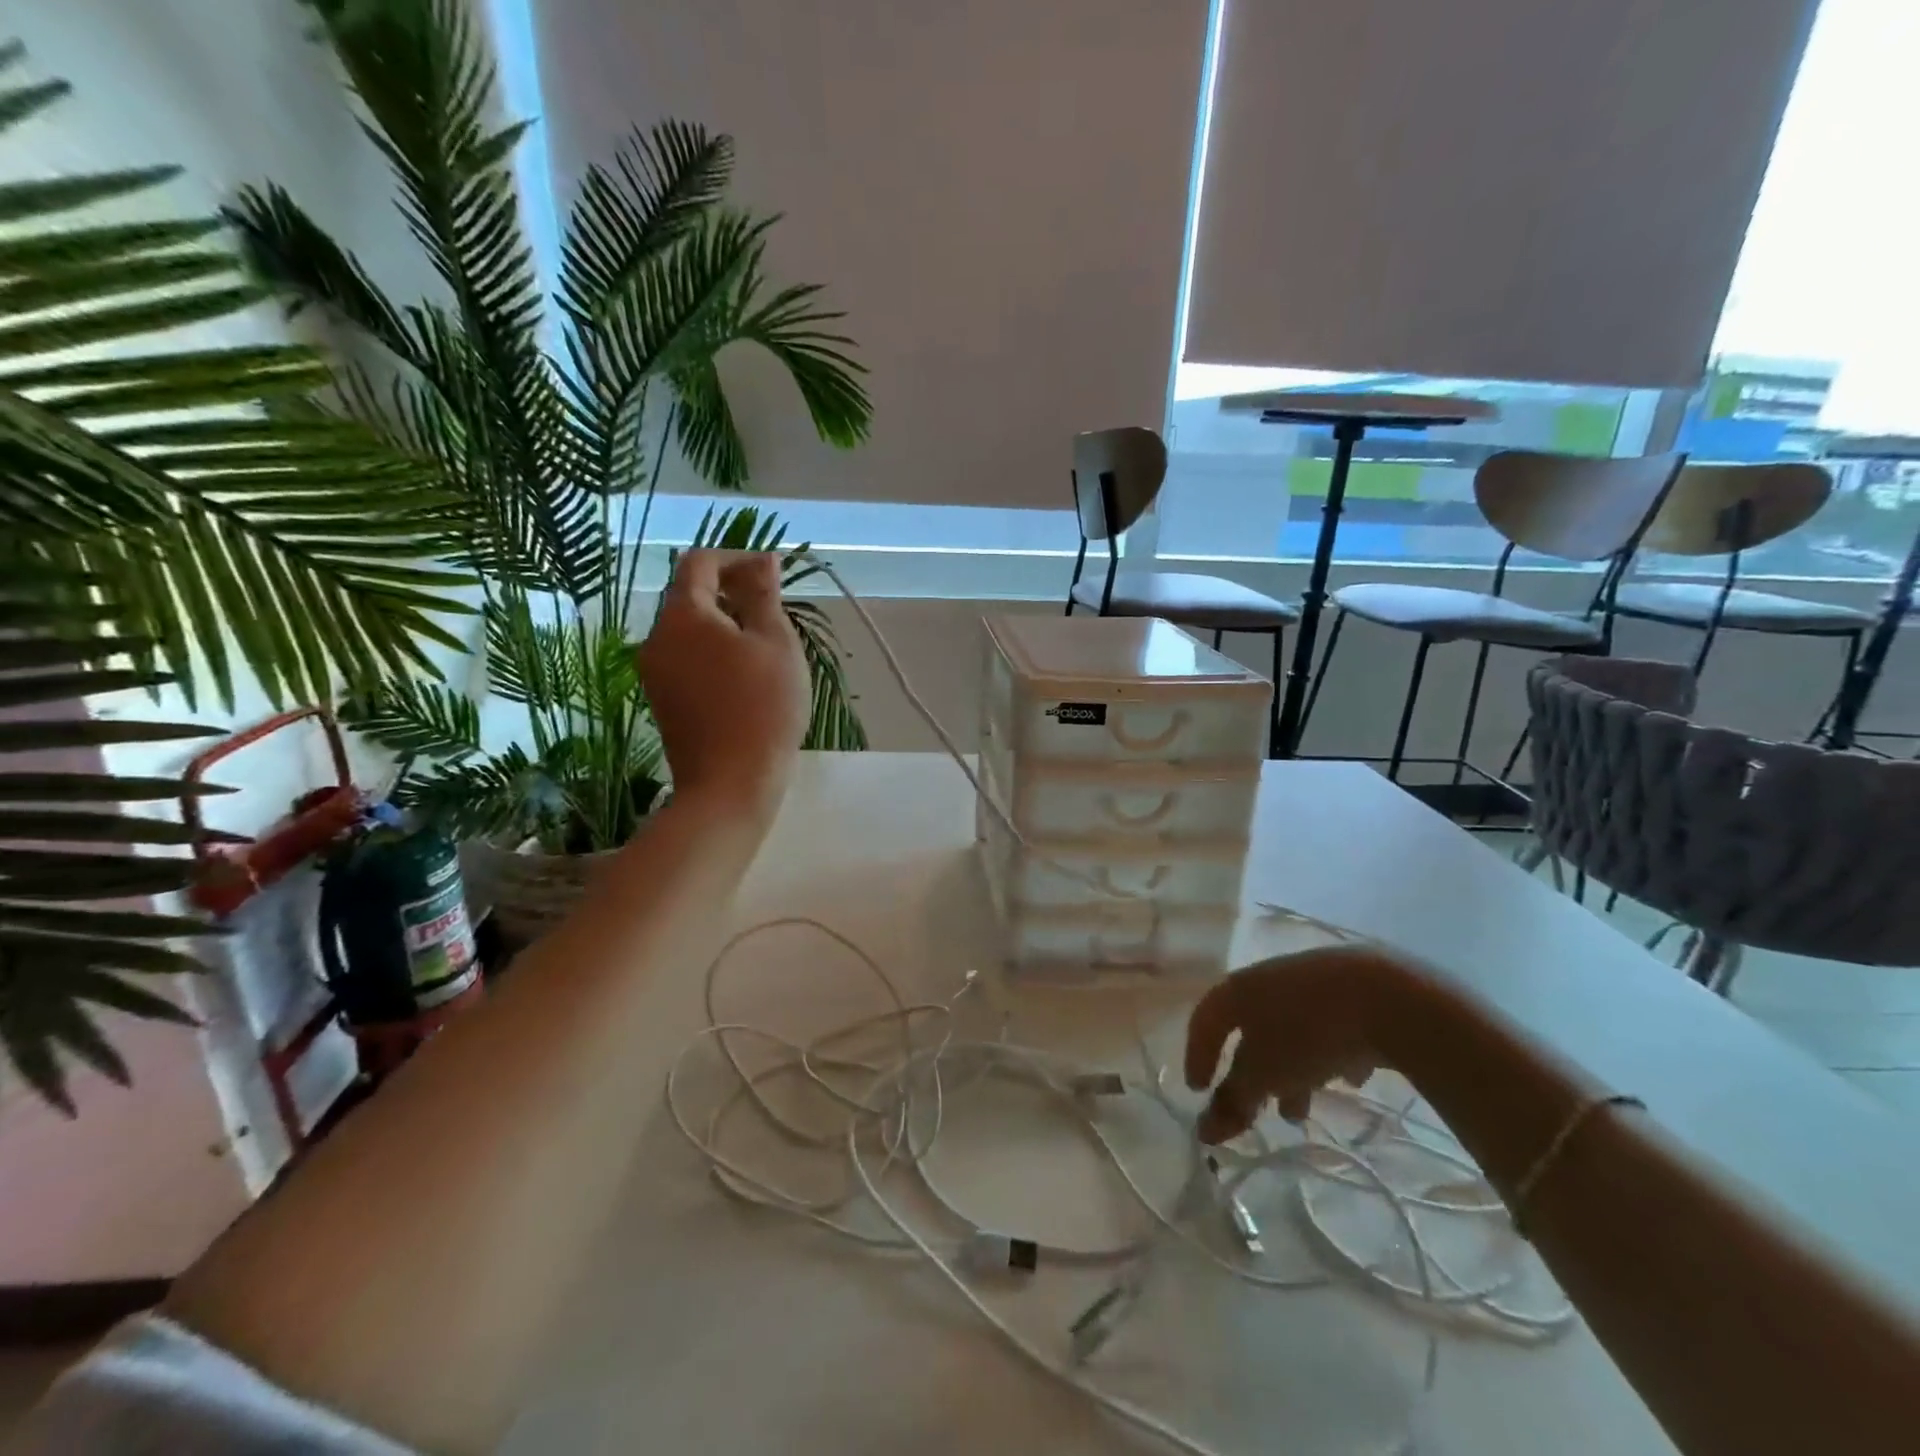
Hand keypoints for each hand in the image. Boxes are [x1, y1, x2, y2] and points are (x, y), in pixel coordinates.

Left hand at [639, 550, 808, 822]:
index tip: (773, 572)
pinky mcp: (662, 701)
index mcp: (683, 615)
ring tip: (764, 644)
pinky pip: (687, 659)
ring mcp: (654, 672)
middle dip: (731, 592)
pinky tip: (745, 675)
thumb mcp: (776, 643)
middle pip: (690, 596)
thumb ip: (765, 595)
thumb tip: (762, 561)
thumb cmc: (763, 706)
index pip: (700, 563)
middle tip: (774, 609)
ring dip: (724, 624)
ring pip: (689, 630)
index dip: (737, 558)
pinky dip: (714, 652)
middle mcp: (656, 637)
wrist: (730, 784)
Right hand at [1184, 945, 1426, 1142]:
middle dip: (1253, 1072)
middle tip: (1260, 1108)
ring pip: (1291, 1029)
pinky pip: (1329, 1025)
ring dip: (1291, 1069)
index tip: (1198, 1091)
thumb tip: (1203, 1131)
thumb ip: (1233, 1102)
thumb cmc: (1308, 1034)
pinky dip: (1328, 1052)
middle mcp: (1268, 978)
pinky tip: (1347, 1077)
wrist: (1386, 996)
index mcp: (1239, 989)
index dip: (1197, 1055)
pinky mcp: (1353, 988)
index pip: (1204, 1020)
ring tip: (1304, 1110)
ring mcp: (1311, 979)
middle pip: (1250, 1028)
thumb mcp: (1265, 1075)